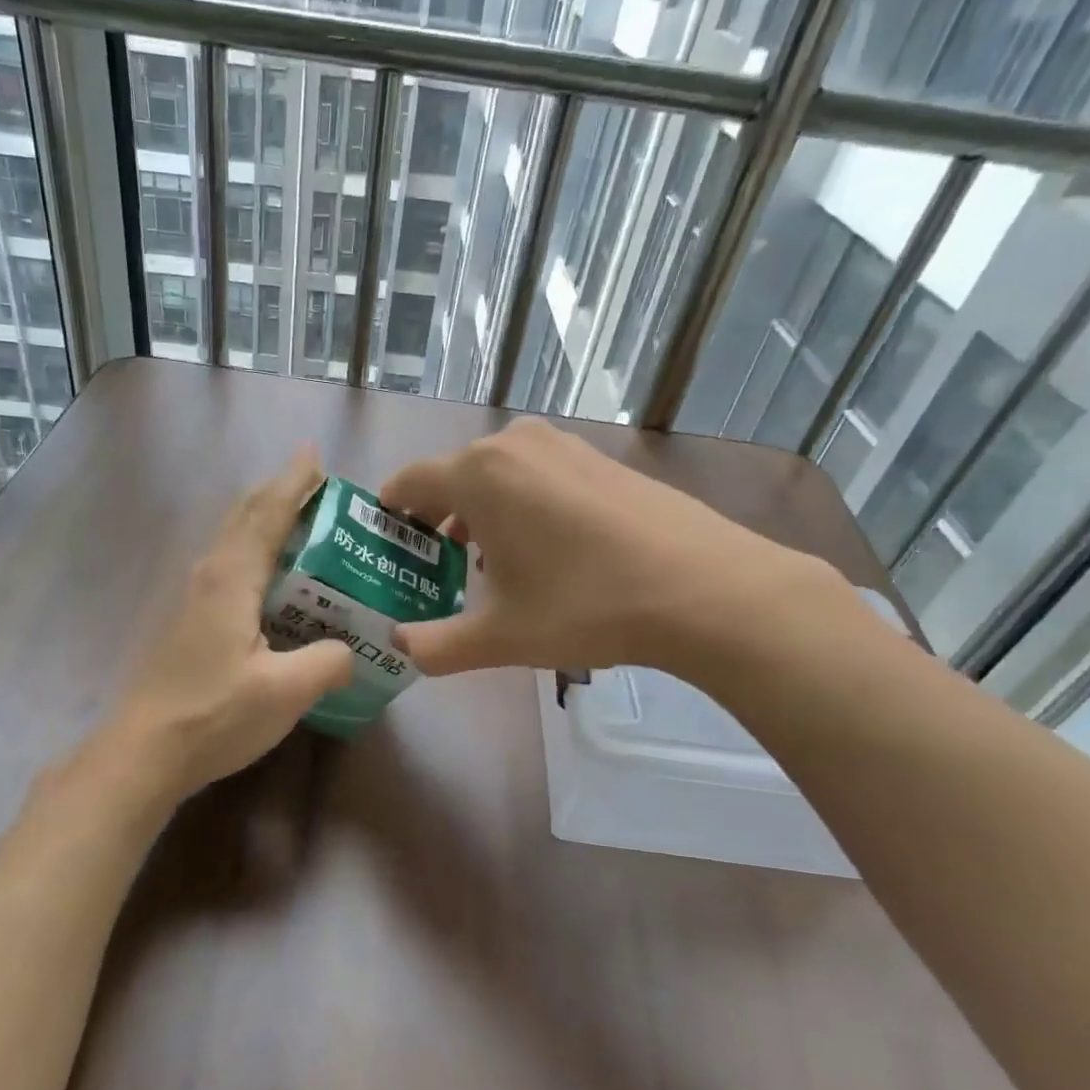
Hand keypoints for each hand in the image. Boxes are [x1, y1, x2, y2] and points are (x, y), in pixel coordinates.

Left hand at [112, 448, 353, 798]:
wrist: (144, 752)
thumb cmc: (215, 714)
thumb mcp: (286, 691)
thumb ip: (328, 662)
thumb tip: (350, 651)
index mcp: (232, 578)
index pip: (268, 514)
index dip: (293, 482)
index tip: (314, 454)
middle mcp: (209, 576)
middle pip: (244, 517)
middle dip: (277, 493)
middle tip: (314, 485)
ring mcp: (193, 598)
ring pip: (232, 540)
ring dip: (263, 521)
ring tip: (299, 523)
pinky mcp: (189, 622)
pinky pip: (228, 566)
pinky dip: (253, 552)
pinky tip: (270, 579)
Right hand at [378, 417, 861, 684]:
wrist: (704, 588)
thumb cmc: (586, 606)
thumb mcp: (500, 637)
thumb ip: (436, 645)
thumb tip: (399, 646)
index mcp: (478, 473)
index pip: (408, 482)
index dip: (389, 513)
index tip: (385, 544)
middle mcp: (513, 444)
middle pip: (451, 477)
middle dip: (434, 520)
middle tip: (431, 568)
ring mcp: (561, 444)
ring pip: (495, 475)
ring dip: (478, 513)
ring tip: (483, 565)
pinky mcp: (598, 456)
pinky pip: (535, 474)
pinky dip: (519, 504)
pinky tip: (540, 551)